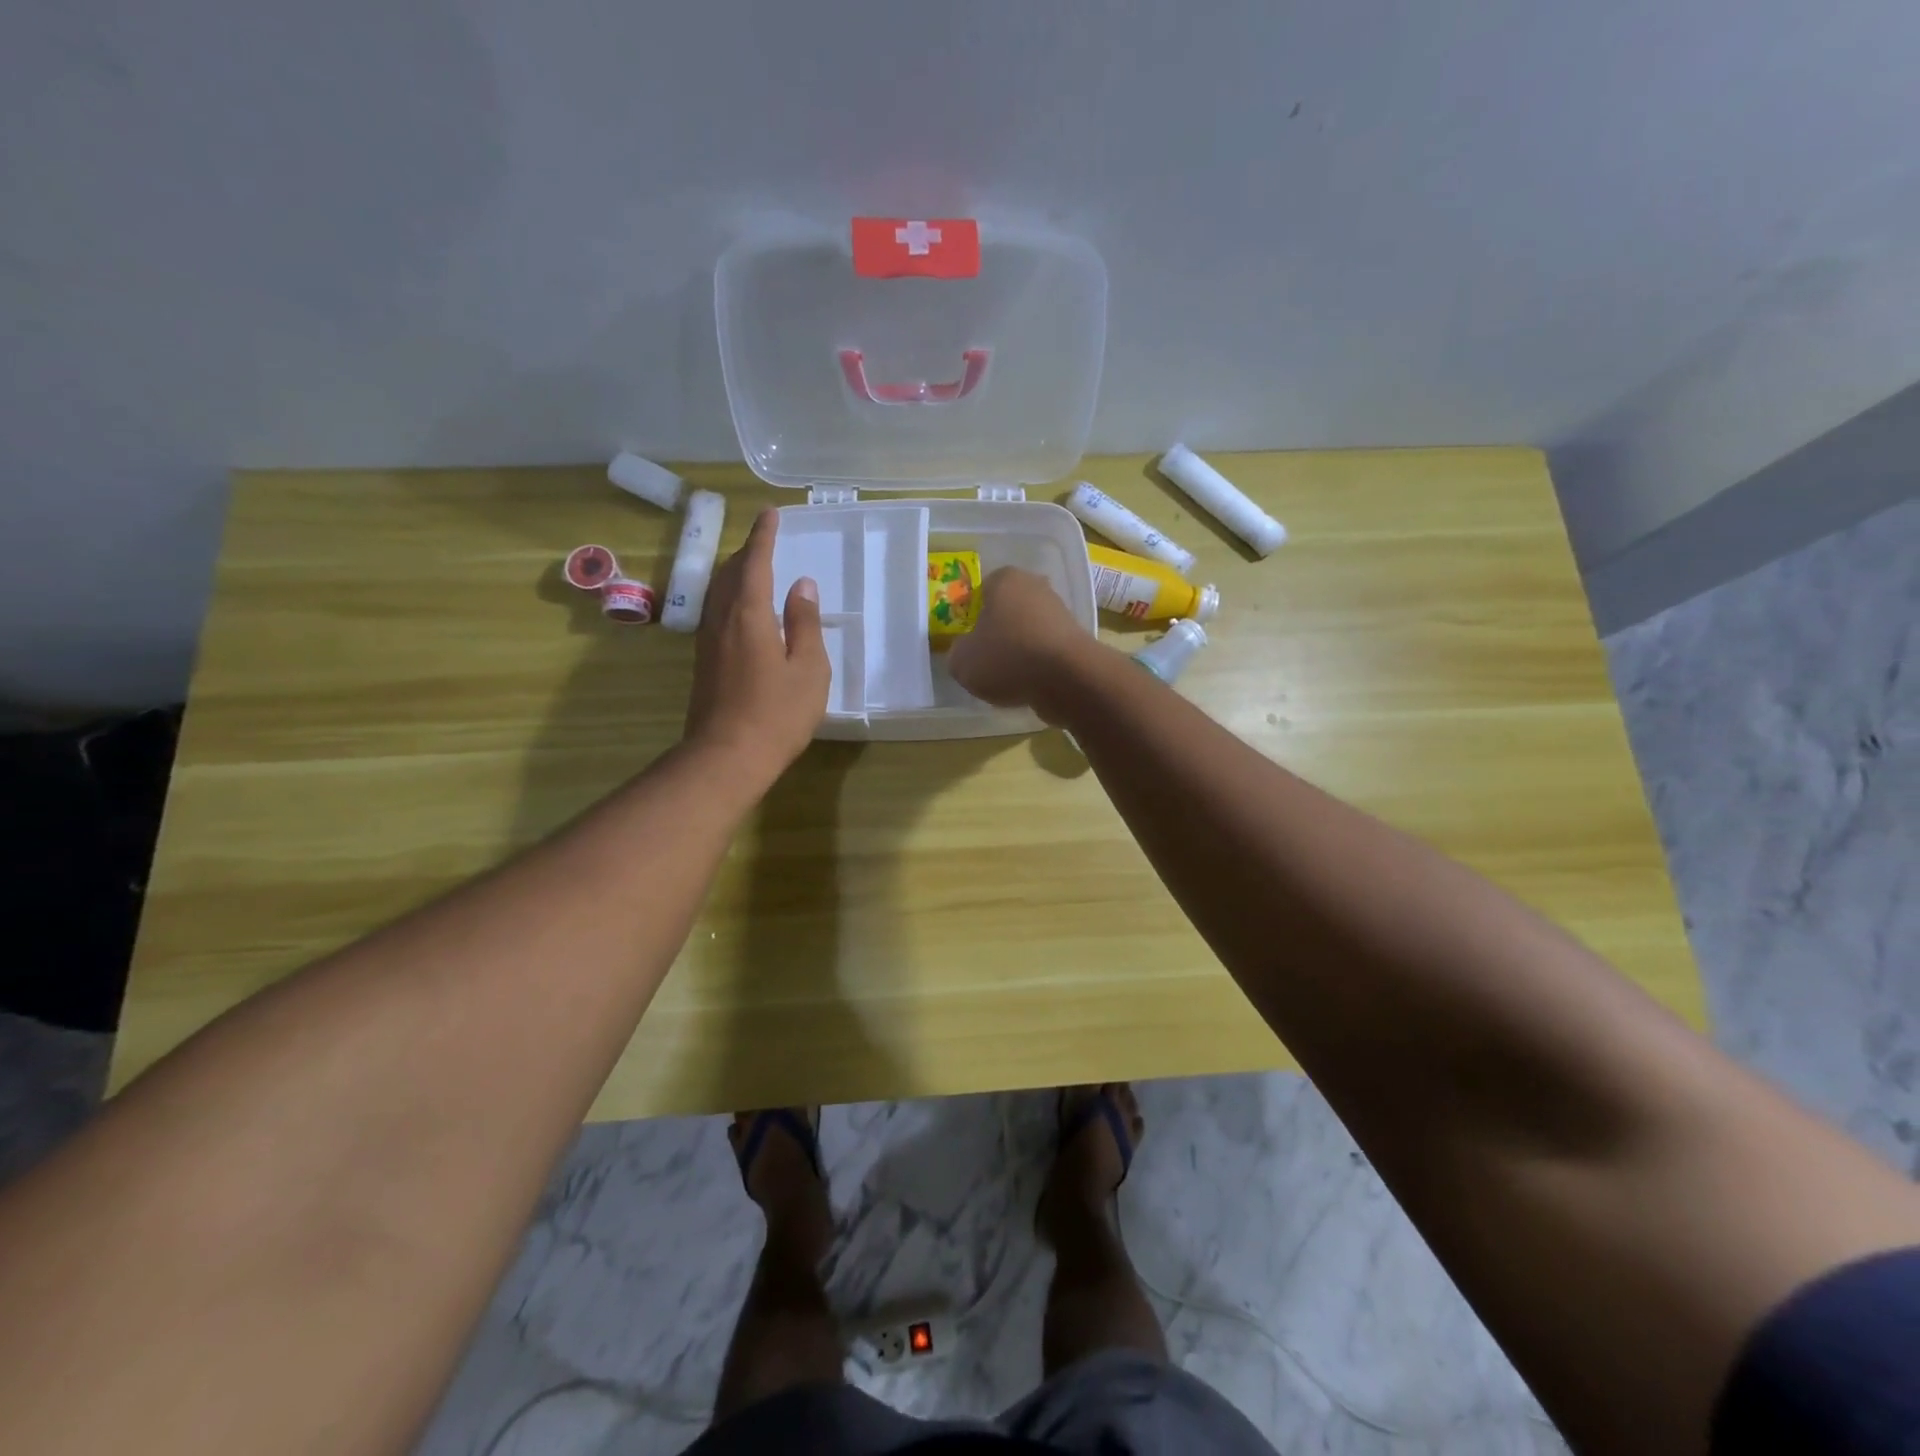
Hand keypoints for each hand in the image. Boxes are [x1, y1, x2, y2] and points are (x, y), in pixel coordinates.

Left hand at [684, 508, 829, 780]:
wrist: (726, 756)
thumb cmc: (777, 714)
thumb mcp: (808, 669)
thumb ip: (805, 623)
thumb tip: (802, 586)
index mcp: (749, 614)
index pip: (755, 563)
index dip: (763, 537)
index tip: (770, 514)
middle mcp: (721, 619)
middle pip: (729, 573)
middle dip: (746, 552)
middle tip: (765, 541)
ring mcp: (707, 641)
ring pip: (717, 593)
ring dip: (735, 574)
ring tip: (753, 569)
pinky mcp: (703, 661)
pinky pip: (715, 612)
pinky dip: (729, 597)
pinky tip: (741, 611)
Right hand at [946, 567, 1098, 722]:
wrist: (1068, 678)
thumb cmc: (1007, 657)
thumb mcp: (962, 661)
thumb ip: (957, 652)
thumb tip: (965, 652)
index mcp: (1004, 579)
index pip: (979, 592)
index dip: (970, 617)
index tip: (967, 641)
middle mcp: (1035, 586)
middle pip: (1007, 610)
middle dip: (997, 631)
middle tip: (985, 658)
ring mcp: (1060, 611)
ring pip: (1028, 630)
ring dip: (1018, 649)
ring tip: (1007, 677)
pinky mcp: (1076, 637)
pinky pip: (1046, 649)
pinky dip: (1037, 664)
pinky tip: (1029, 683)